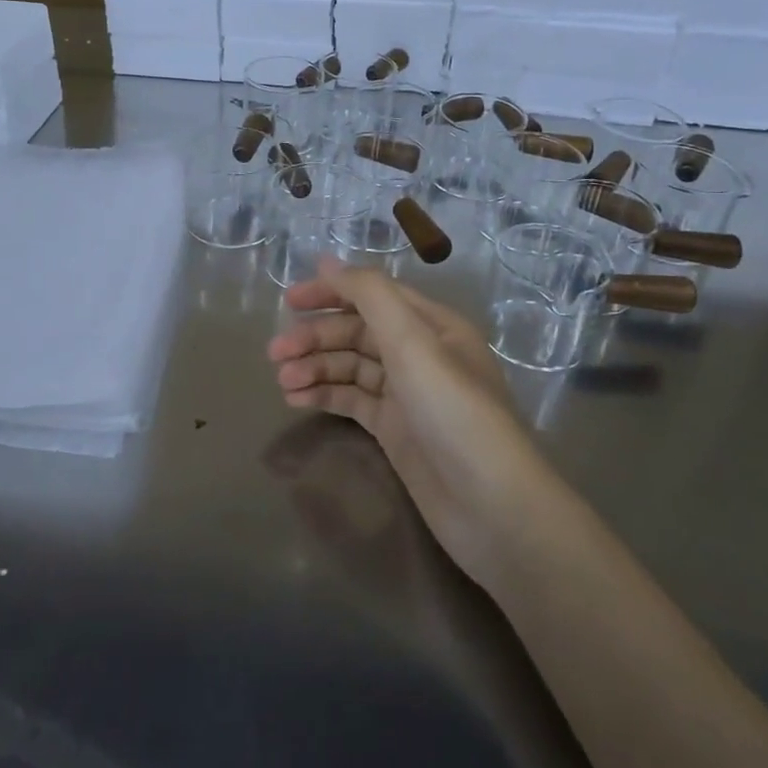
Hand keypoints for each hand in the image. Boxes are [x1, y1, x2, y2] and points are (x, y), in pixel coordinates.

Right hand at [267, 256, 557, 584]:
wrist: (492, 507)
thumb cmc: (454, 412)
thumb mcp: (412, 342)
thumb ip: (370, 295)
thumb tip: (328, 260)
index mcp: (432, 325)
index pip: (374, 294)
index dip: (331, 291)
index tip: (289, 301)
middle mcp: (420, 353)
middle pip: (358, 332)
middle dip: (316, 338)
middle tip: (275, 353)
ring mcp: (407, 394)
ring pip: (351, 367)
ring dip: (315, 368)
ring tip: (282, 382)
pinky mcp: (395, 430)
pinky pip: (353, 400)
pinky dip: (325, 395)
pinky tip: (296, 400)